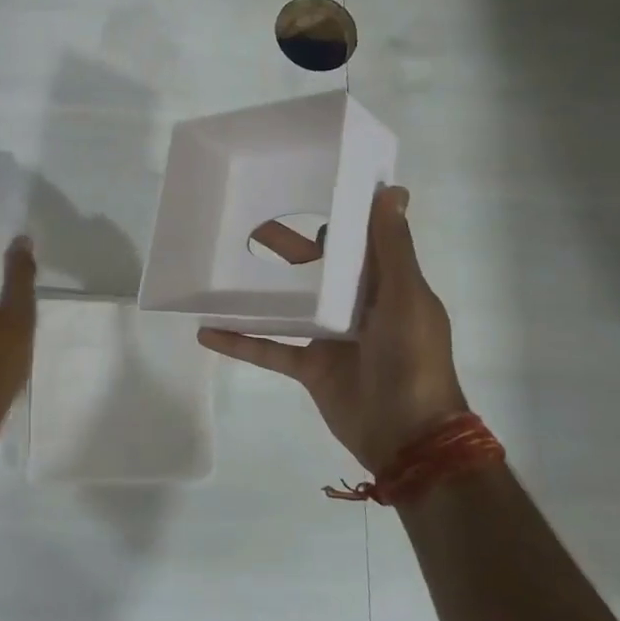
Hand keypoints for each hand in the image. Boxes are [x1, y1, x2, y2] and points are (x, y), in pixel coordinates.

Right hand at [199, 186, 464, 477]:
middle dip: (284, 245)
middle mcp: (357, 306)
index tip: (301, 185)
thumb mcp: (406, 297)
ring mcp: (329, 338)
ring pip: (288, 305)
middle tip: (246, 220)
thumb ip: (392, 249)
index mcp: (384, 285)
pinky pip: (270, 349)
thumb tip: (393, 190)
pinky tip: (207, 330)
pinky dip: (241, 341)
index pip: (356, 241)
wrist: (408, 435)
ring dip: (258, 290)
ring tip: (220, 266)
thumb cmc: (413, 359)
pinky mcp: (309, 367)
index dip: (333, 215)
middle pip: (315, 268)